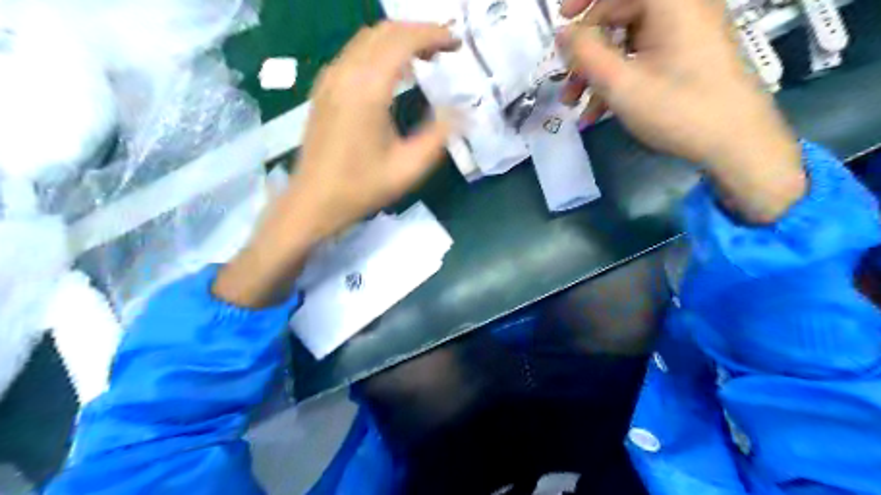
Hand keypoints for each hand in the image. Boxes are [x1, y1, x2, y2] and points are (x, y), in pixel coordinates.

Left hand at [294, 21, 460, 239]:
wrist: (314, 200)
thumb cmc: (362, 187)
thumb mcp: (409, 167)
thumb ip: (438, 135)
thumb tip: (462, 111)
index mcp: (367, 89)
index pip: (403, 41)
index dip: (434, 35)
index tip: (456, 44)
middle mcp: (346, 74)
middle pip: (385, 32)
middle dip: (419, 32)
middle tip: (445, 48)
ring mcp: (330, 79)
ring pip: (367, 39)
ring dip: (399, 40)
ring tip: (426, 57)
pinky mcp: (324, 88)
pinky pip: (355, 53)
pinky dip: (380, 51)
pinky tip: (395, 71)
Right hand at [557, 1, 802, 221]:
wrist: (736, 141)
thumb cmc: (678, 108)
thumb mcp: (621, 84)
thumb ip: (585, 54)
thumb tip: (564, 33)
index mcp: (671, 1)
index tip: (562, 19)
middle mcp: (681, 6)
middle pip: (621, 11)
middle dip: (586, 48)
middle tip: (565, 79)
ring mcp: (685, 32)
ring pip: (627, 39)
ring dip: (597, 69)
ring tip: (574, 103)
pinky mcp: (687, 54)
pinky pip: (642, 55)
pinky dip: (618, 77)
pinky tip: (598, 111)